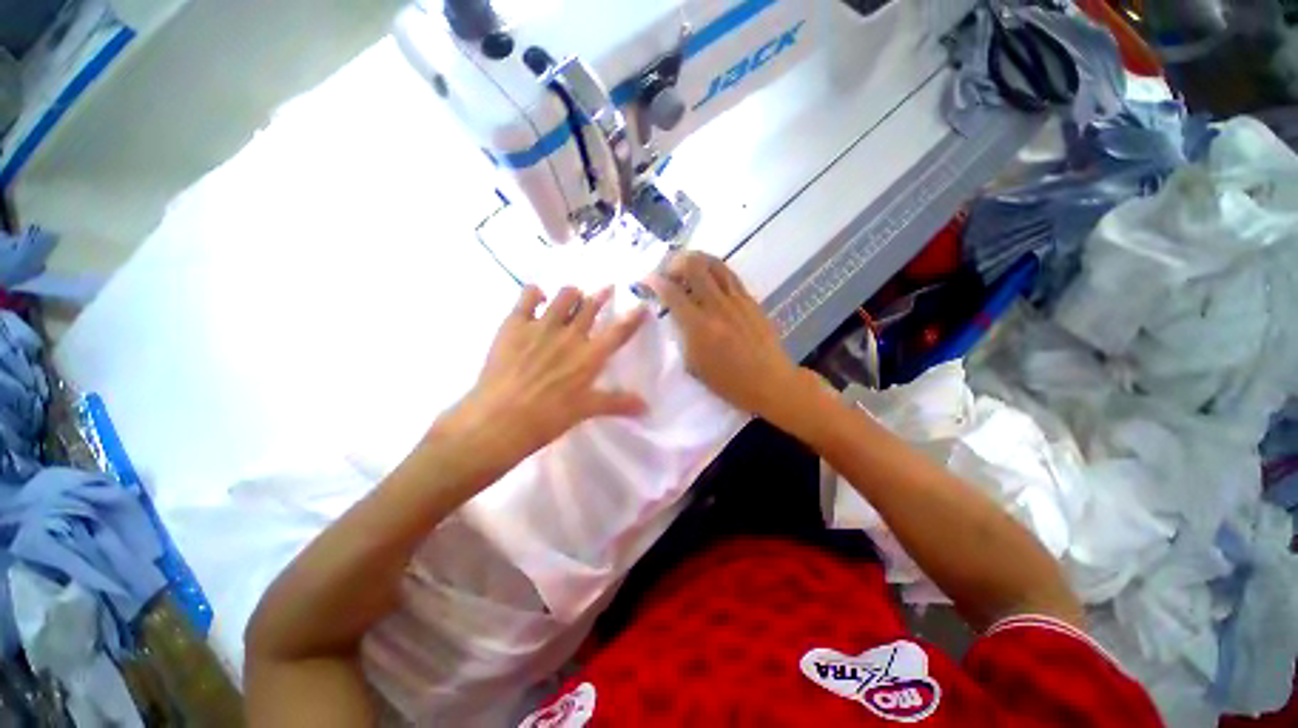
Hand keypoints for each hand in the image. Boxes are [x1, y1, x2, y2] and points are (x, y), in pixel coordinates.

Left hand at [444, 285, 648, 460]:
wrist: (500, 419)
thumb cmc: (548, 418)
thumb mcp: (586, 410)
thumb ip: (617, 403)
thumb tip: (647, 408)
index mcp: (590, 356)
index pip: (619, 332)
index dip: (633, 317)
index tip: (642, 305)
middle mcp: (571, 335)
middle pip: (591, 306)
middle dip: (601, 295)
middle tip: (606, 288)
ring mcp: (542, 326)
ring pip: (565, 295)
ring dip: (572, 293)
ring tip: (573, 295)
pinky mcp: (515, 323)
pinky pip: (528, 296)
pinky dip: (535, 292)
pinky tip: (538, 297)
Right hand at [644, 253, 813, 422]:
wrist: (769, 381)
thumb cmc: (728, 381)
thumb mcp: (694, 364)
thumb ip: (682, 335)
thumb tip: (676, 315)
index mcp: (699, 326)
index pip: (671, 292)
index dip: (654, 281)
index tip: (646, 279)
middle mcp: (717, 305)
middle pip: (693, 266)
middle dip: (674, 262)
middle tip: (668, 271)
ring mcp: (736, 299)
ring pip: (714, 263)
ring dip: (695, 260)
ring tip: (687, 267)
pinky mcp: (750, 299)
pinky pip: (729, 274)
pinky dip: (713, 270)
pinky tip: (709, 277)